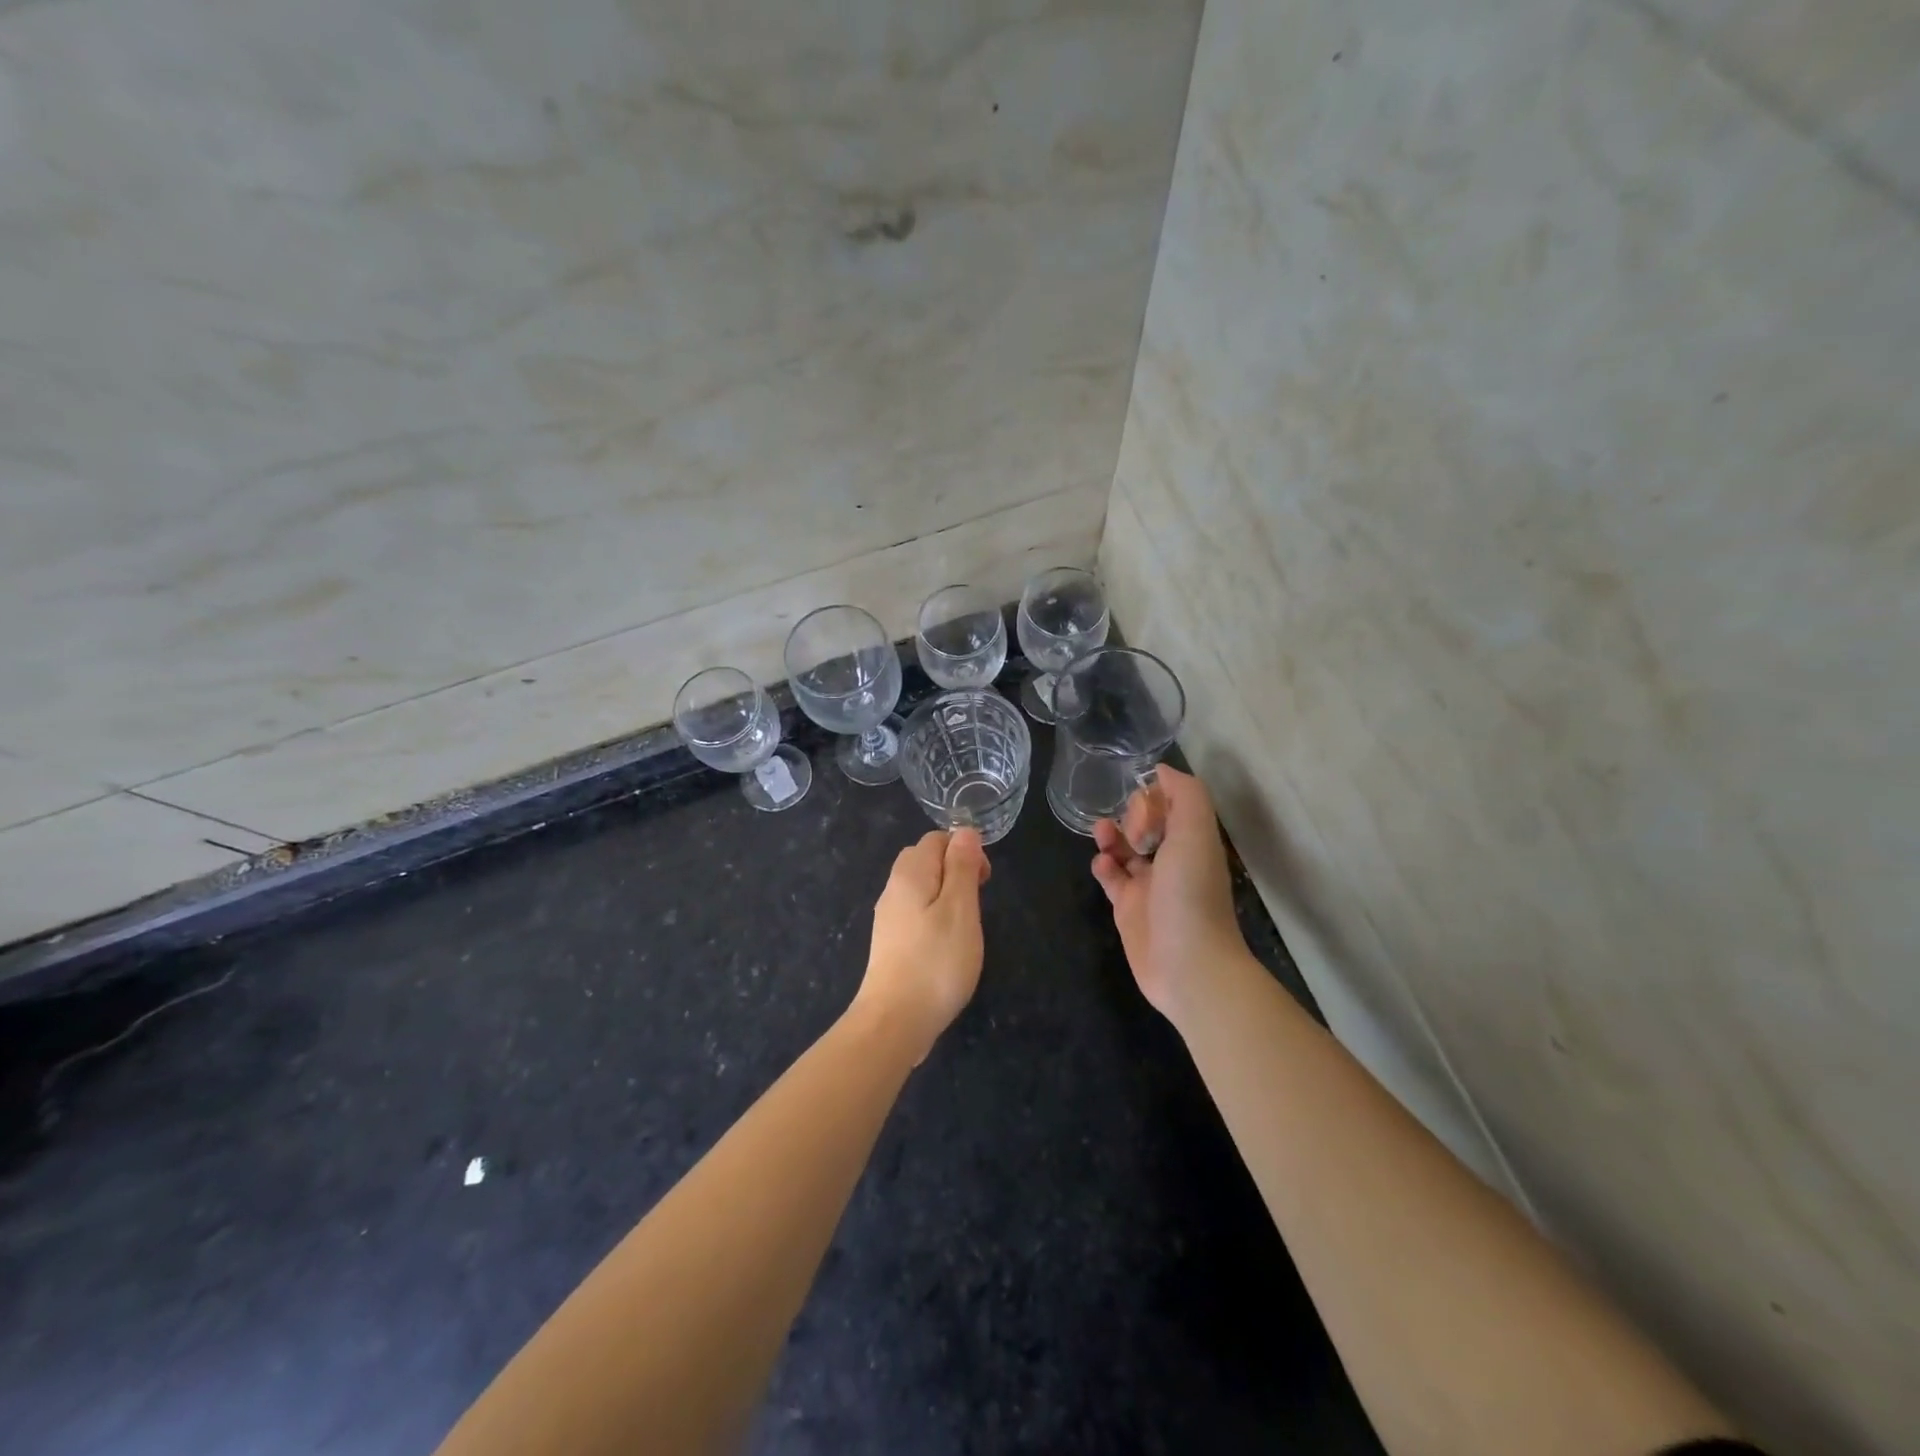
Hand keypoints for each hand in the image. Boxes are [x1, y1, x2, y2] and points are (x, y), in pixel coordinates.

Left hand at [854, 828, 990, 1060]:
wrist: (894, 1021)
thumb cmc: (936, 962)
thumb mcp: (961, 909)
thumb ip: (962, 867)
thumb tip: (965, 831)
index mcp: (910, 873)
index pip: (936, 839)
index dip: (964, 850)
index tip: (984, 881)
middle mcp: (893, 889)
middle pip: (924, 860)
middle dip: (954, 869)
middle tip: (977, 900)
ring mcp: (888, 918)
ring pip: (919, 888)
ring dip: (945, 895)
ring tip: (965, 925)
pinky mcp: (889, 943)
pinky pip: (914, 913)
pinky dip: (933, 917)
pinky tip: (945, 944)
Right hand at [1091, 766, 1246, 1022]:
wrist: (1187, 965)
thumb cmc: (1191, 893)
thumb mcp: (1195, 833)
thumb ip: (1185, 795)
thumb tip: (1161, 770)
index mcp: (1194, 842)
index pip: (1174, 806)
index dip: (1158, 796)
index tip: (1144, 797)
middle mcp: (1173, 862)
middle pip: (1149, 825)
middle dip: (1134, 814)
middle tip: (1131, 825)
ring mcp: (1149, 887)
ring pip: (1126, 850)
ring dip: (1112, 835)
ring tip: (1102, 831)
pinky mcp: (1127, 909)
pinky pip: (1111, 878)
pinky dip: (1103, 865)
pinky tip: (1102, 863)